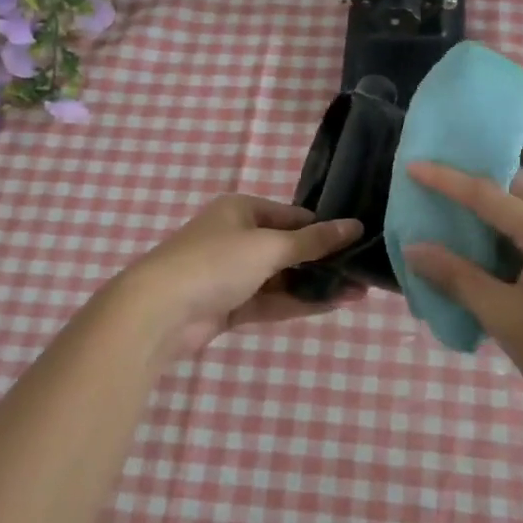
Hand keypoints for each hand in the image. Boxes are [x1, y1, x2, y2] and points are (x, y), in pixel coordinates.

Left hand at [118, 196, 364, 357]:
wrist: (159, 312)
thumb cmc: (215, 262)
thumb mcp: (269, 246)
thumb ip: (312, 241)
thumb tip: (354, 226)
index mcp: (241, 210)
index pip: (292, 216)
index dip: (324, 229)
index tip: (357, 242)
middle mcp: (236, 237)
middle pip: (288, 248)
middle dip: (324, 262)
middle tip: (364, 272)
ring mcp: (231, 274)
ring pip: (281, 278)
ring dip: (315, 285)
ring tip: (358, 292)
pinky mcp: (229, 306)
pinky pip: (270, 301)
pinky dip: (297, 303)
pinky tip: (332, 305)